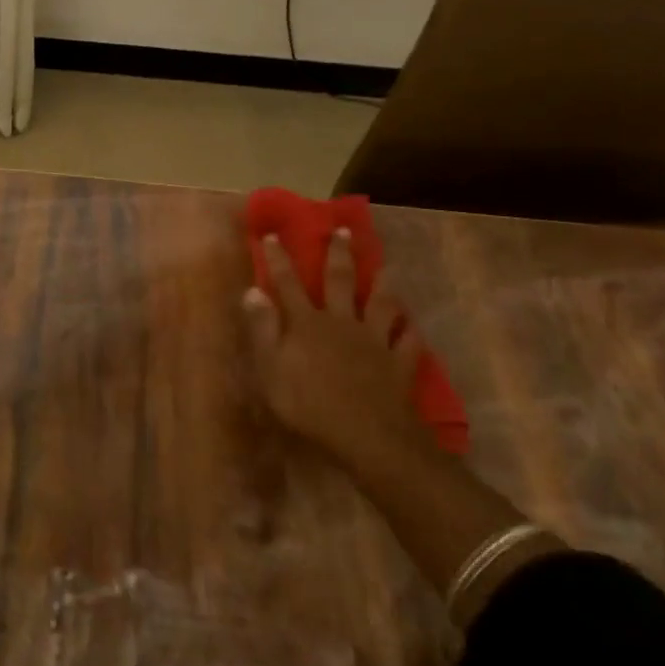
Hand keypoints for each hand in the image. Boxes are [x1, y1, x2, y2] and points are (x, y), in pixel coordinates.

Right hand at [243, 232, 430, 473]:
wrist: (368, 435)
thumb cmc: (308, 404)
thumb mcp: (271, 368)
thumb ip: (262, 328)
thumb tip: (251, 290)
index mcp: (307, 323)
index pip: (288, 284)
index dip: (279, 259)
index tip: (273, 235)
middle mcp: (342, 322)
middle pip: (340, 282)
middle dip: (339, 255)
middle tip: (344, 230)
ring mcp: (374, 341)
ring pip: (380, 304)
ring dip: (383, 284)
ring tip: (387, 266)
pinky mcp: (399, 364)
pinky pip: (408, 342)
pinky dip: (410, 331)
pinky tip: (413, 325)